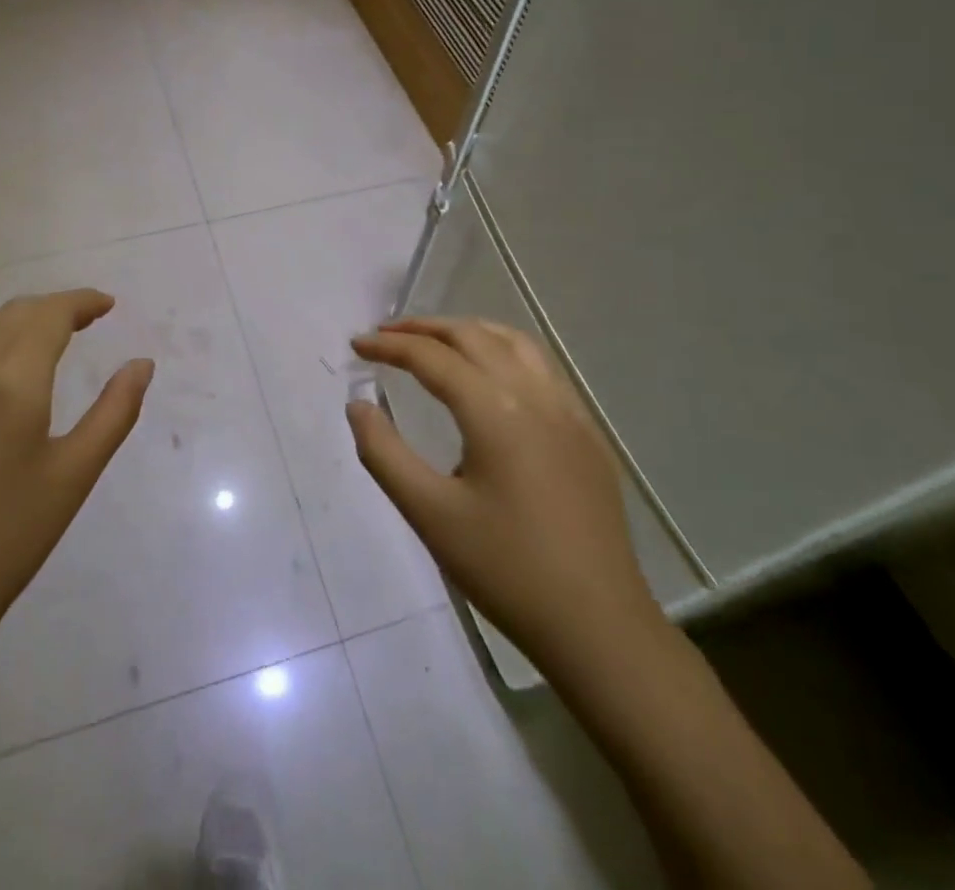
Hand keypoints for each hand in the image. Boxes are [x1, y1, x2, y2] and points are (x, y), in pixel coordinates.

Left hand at [0, 289, 153, 655]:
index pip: (50, 313)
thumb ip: (116, 409)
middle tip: (75, 327)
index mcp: (10, 378)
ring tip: (21, 350)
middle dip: (47, 312)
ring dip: (1, 328)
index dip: (81, 302)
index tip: (104, 306)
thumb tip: (142, 363)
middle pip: (9, 313)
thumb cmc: (9, 537)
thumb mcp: (76, 472)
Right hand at [348, 317, 662, 679]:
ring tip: (434, 341)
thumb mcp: (429, 514)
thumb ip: (384, 453)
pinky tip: (491, 376)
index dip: (388, 345)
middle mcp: (535, 395)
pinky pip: (541, 367)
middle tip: (385, 334)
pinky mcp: (587, 433)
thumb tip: (358, 405)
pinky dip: (504, 350)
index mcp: (495, 411)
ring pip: (514, 342)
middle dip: (424, 328)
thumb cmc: (506, 570)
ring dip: (468, 331)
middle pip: (473, 336)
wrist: (598, 627)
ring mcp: (569, 411)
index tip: (356, 344)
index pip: (432, 358)